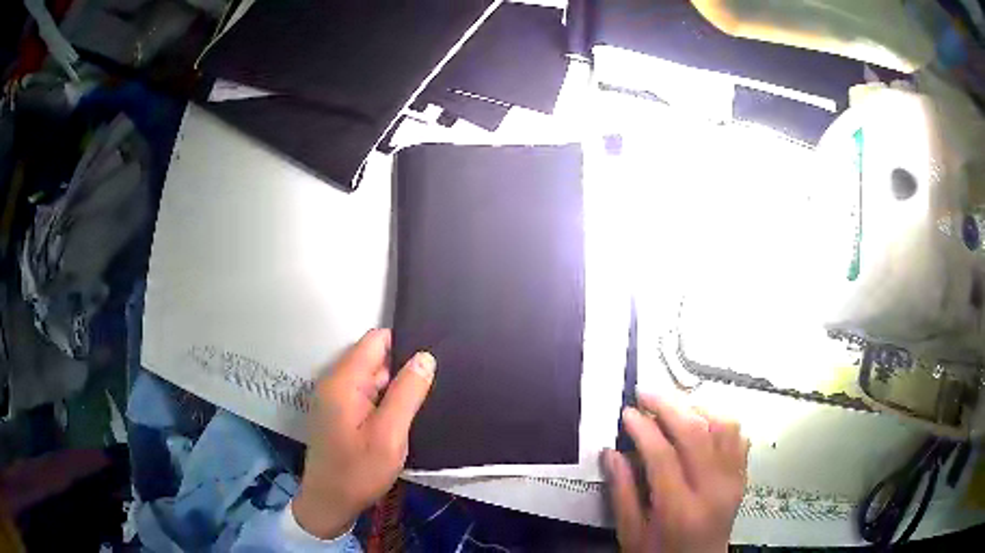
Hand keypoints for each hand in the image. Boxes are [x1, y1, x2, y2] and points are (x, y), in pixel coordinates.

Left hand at [293, 329, 435, 538]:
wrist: (330, 502)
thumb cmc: (359, 471)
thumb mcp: (389, 435)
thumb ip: (407, 393)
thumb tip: (425, 357)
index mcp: (343, 381)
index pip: (376, 340)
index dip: (404, 346)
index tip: (429, 365)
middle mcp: (334, 382)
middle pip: (373, 358)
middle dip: (400, 372)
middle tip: (427, 395)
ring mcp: (334, 398)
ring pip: (371, 378)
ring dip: (393, 390)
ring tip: (417, 409)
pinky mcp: (337, 412)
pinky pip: (365, 394)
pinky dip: (383, 402)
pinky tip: (398, 421)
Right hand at [604, 393, 748, 552]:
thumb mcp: (631, 532)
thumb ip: (623, 492)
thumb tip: (611, 452)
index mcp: (679, 509)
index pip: (663, 456)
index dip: (644, 429)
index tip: (628, 412)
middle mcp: (713, 490)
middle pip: (696, 433)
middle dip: (669, 406)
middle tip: (646, 394)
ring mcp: (733, 480)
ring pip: (724, 426)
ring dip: (698, 408)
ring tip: (673, 406)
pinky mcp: (742, 476)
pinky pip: (738, 436)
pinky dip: (720, 420)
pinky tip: (701, 421)